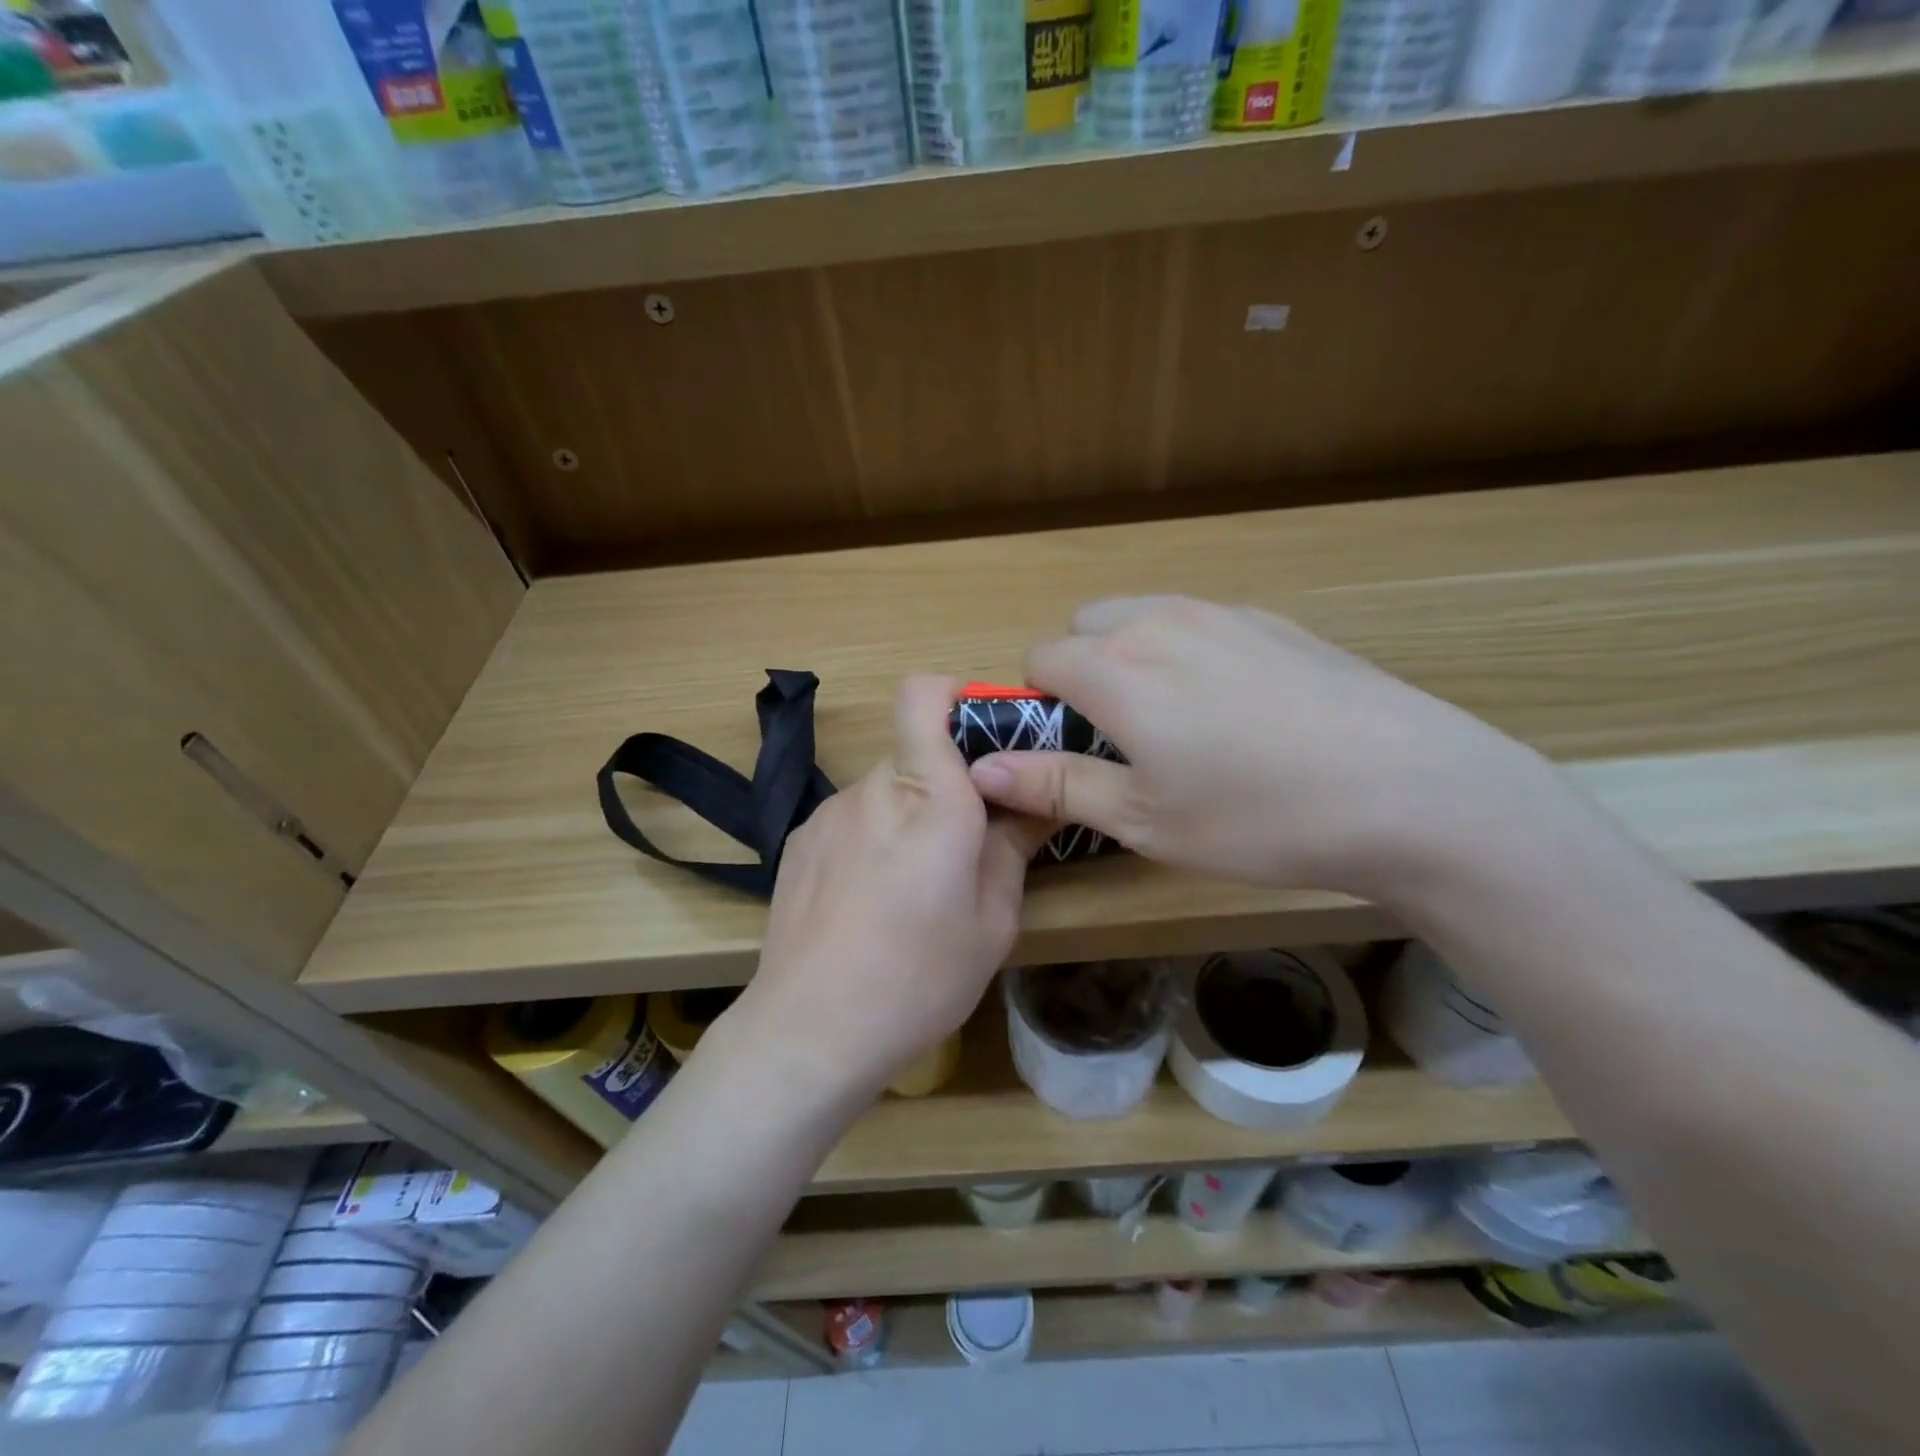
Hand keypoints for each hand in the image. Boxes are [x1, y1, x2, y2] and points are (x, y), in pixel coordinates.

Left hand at [731, 676, 1050, 1101]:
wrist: (809, 1031)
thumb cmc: (919, 978)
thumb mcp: (993, 921)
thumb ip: (1014, 845)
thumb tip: (1036, 801)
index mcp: (930, 797)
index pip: (925, 694)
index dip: (957, 697)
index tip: (992, 740)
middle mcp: (872, 788)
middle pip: (915, 748)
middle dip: (951, 779)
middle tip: (973, 839)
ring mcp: (828, 812)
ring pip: (885, 786)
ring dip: (911, 811)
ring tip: (918, 881)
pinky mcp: (799, 840)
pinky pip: (853, 816)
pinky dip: (875, 835)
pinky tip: (873, 898)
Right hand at [965, 597, 1571, 904]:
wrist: (1413, 792)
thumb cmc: (1260, 818)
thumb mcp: (1146, 819)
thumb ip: (1057, 784)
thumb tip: (985, 767)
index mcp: (1118, 670)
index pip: (1041, 659)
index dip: (1040, 704)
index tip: (1069, 749)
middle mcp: (1161, 623)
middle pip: (1087, 625)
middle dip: (1084, 670)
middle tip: (1122, 737)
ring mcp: (1225, 614)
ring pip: (1144, 616)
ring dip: (1134, 656)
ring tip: (1180, 722)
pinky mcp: (1277, 621)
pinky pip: (1202, 623)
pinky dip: (1191, 653)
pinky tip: (1241, 710)